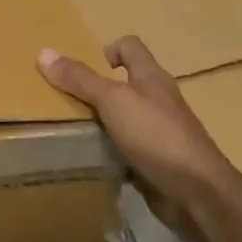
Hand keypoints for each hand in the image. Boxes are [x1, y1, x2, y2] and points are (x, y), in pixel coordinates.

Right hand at [38, 36, 241, 241]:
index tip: (82, 67)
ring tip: (68, 129)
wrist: (197, 194)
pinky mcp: (155, 161)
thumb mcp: (113, 101)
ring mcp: (158, 133)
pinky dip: (108, 151)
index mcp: (151, 78)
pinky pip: (125, 148)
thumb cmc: (156, 135)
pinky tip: (90, 158)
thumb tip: (44, 52)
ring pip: (122, 118)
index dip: (107, 50)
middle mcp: (157, 101)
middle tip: (63, 99)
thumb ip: (80, 79)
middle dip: (94, 89)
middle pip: (124, 84)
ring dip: (99, 122)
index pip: (131, 47)